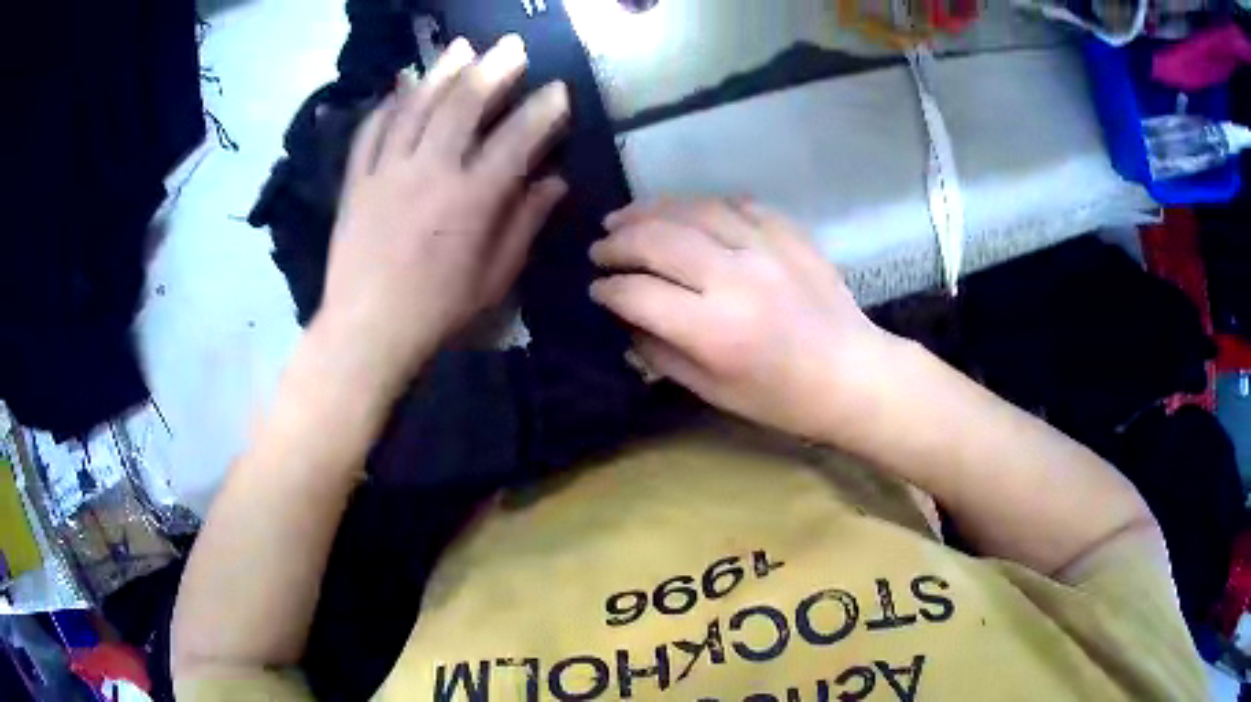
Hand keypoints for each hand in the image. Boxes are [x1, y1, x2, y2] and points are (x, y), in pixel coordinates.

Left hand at [317, 35, 568, 390]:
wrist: (366, 331)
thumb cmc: (437, 312)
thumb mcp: (495, 278)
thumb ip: (525, 223)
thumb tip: (554, 181)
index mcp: (470, 200)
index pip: (516, 139)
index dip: (542, 110)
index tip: (559, 89)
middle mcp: (428, 173)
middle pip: (462, 106)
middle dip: (492, 69)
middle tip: (511, 46)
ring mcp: (386, 172)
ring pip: (415, 107)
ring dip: (441, 72)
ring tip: (460, 47)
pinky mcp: (356, 182)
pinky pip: (371, 131)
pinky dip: (388, 104)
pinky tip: (401, 86)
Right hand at [589, 199, 903, 440]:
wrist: (852, 374)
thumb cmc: (782, 398)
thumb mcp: (713, 392)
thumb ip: (662, 353)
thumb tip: (627, 320)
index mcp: (714, 330)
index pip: (638, 294)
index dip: (608, 289)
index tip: (596, 288)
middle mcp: (735, 278)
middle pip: (658, 241)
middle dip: (618, 242)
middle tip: (600, 247)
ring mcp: (766, 248)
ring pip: (693, 210)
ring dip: (651, 210)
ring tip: (627, 216)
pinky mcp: (789, 234)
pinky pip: (737, 204)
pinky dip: (704, 205)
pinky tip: (688, 213)